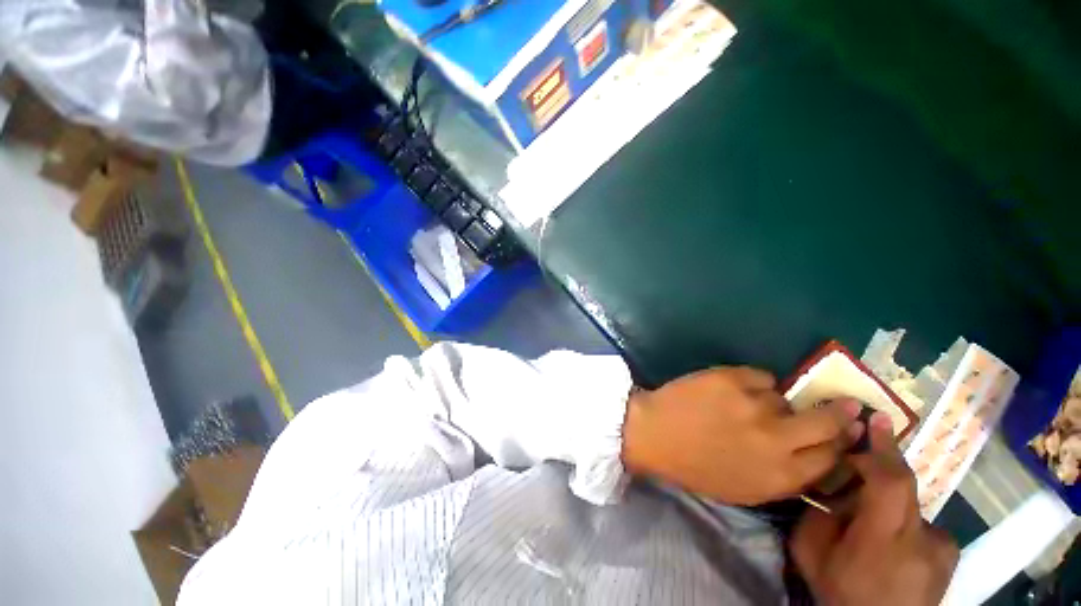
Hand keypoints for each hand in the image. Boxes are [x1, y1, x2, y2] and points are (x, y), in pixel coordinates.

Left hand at [621, 367, 861, 504]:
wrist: (654, 434)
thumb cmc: (696, 466)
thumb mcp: (745, 488)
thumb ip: (784, 475)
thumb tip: (815, 452)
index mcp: (780, 476)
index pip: (832, 457)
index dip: (842, 442)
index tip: (848, 430)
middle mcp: (776, 440)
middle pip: (828, 422)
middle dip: (840, 413)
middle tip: (847, 404)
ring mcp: (754, 405)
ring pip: (785, 396)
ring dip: (772, 401)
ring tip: (745, 405)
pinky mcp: (732, 379)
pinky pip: (760, 375)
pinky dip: (752, 381)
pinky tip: (732, 389)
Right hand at [790, 414, 958, 605]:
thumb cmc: (841, 593)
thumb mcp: (811, 553)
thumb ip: (818, 516)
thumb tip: (832, 489)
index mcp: (883, 540)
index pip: (892, 484)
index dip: (884, 449)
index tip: (876, 419)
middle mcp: (921, 540)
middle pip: (906, 485)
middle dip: (883, 459)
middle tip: (864, 446)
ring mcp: (941, 549)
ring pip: (912, 504)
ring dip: (888, 500)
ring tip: (870, 520)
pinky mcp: (950, 556)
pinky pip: (925, 524)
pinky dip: (905, 521)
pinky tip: (894, 540)